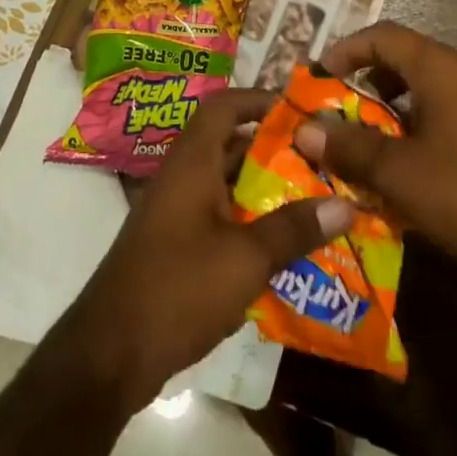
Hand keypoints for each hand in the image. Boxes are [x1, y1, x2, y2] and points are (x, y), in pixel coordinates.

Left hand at [56, 89, 355, 412]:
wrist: (108, 355)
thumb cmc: (178, 288)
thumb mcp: (246, 258)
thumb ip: (295, 229)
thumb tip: (348, 204)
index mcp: (192, 163)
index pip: (224, 106)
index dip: (260, 100)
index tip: (301, 113)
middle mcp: (182, 179)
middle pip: (230, 146)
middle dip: (275, 151)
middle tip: (321, 161)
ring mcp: (176, 215)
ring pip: (227, 186)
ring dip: (265, 191)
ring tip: (314, 202)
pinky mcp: (175, 248)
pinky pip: (219, 219)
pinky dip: (249, 224)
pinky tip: (283, 249)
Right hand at [296, 22, 456, 290]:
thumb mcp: (400, 173)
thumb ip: (349, 148)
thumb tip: (304, 130)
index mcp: (442, 70)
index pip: (385, 36)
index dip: (347, 49)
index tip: (319, 78)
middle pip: (403, 61)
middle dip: (363, 83)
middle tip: (334, 112)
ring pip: (423, 93)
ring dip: (387, 112)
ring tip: (361, 144)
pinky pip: (443, 118)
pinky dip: (413, 132)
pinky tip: (402, 172)